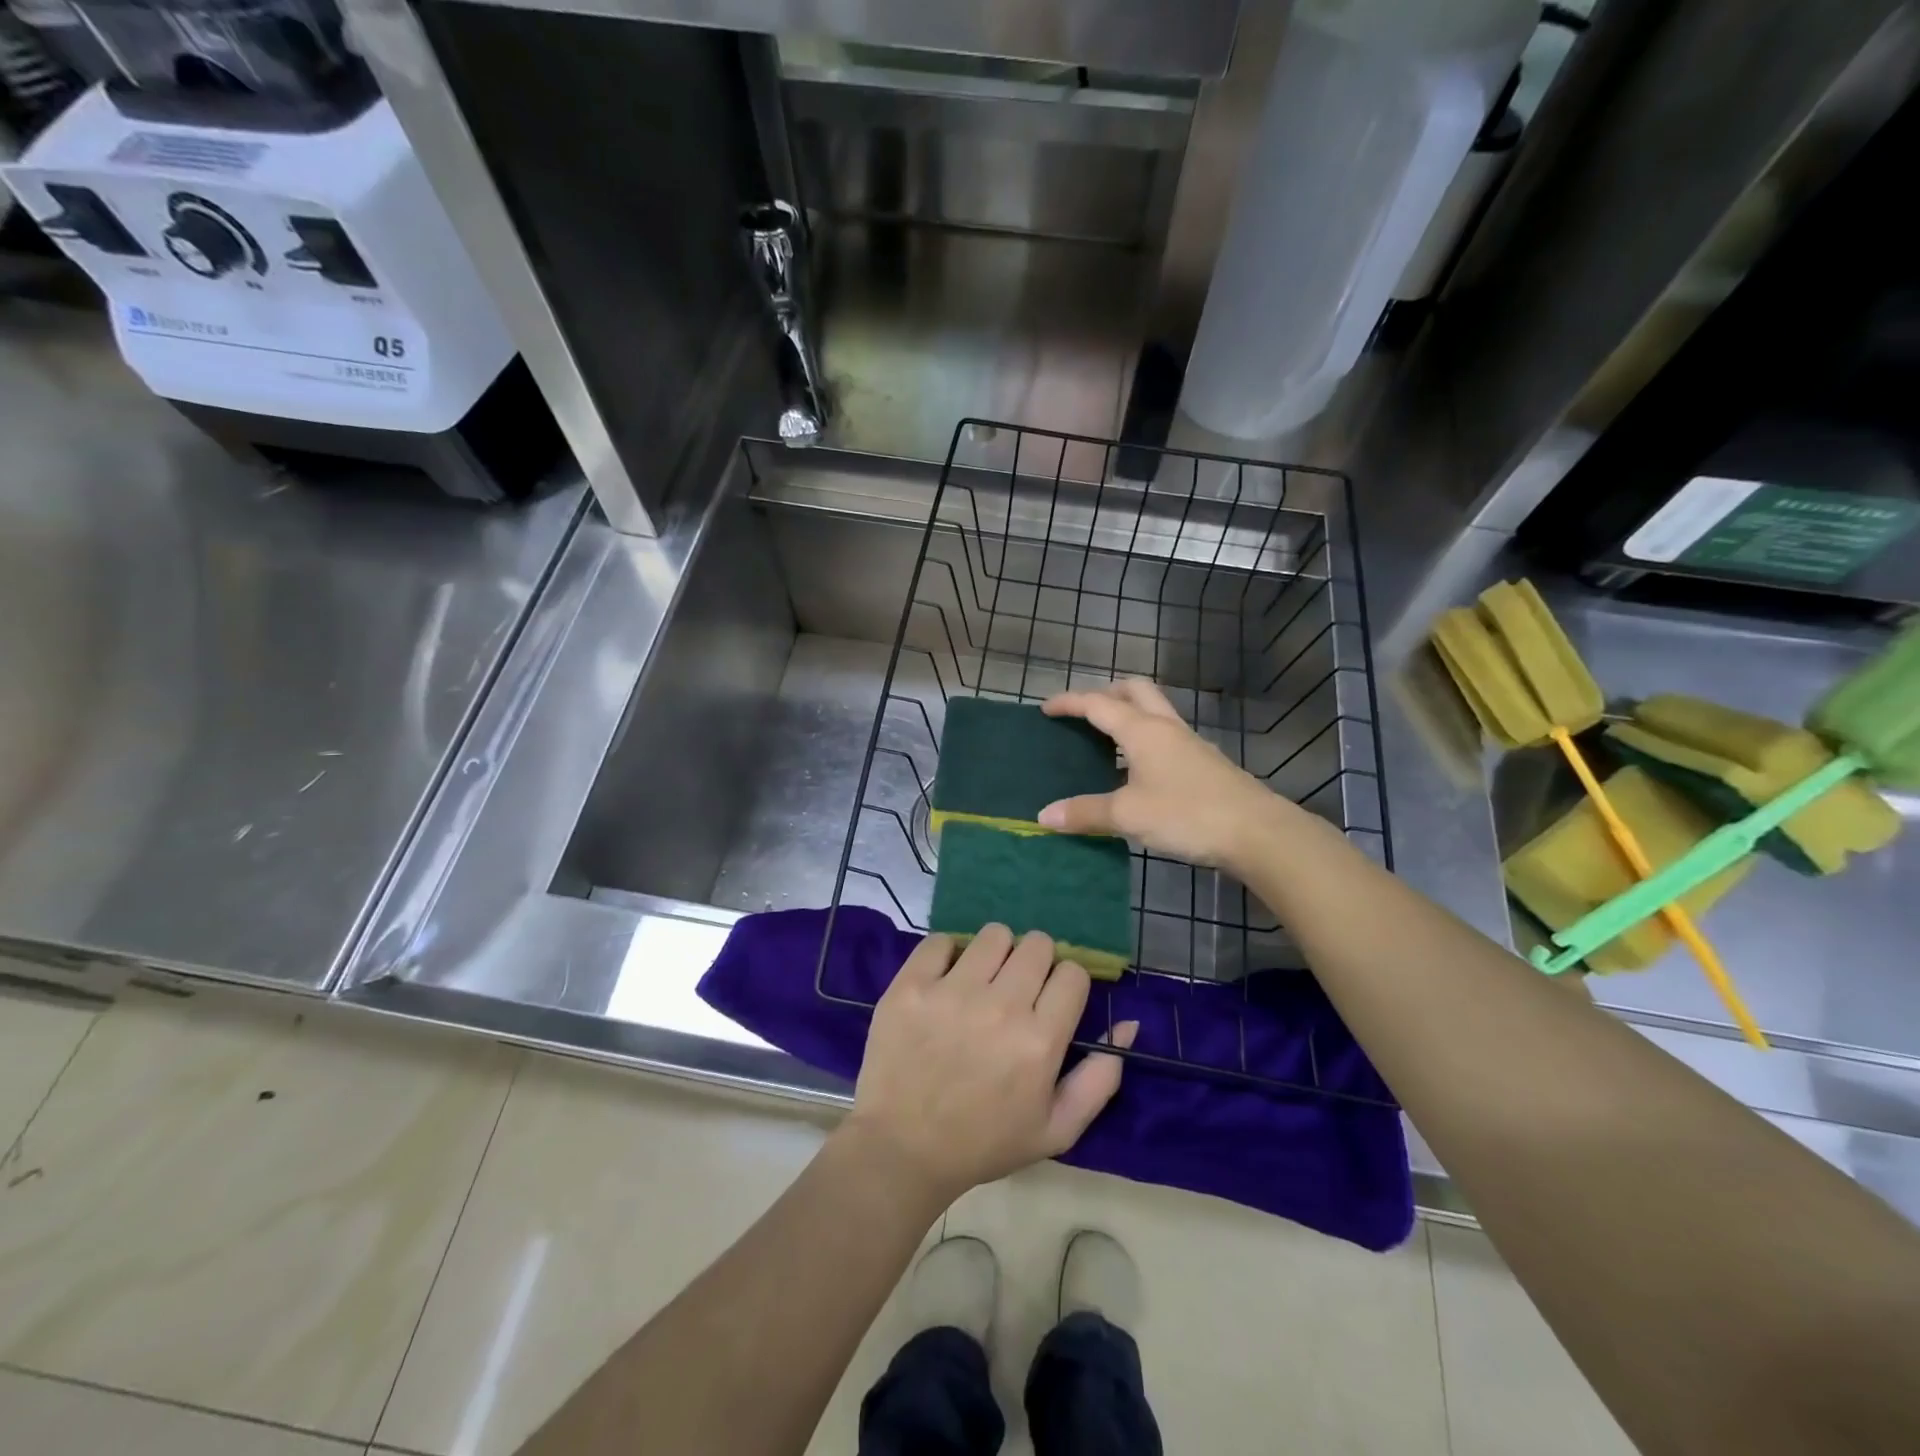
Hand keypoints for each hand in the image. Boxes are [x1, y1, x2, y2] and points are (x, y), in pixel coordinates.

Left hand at [843, 926, 1137, 1207]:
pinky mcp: (911, 985)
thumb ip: (1100, 1077)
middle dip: (1035, 963)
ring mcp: (951, 991)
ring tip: (982, 982)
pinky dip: (949, 955)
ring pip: (994, 935)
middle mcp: (1000, 1006)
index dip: (1066, 984)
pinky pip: (941, 941)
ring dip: (996, 954)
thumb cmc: (984, 1142)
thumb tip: (1128, 1023)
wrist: (902, 1149)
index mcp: (1039, 1040)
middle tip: (1017, 989)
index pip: (1073, 972)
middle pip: (1037, 944)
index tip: (1051, 1000)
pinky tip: (946, 981)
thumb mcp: (1057, 1129)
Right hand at [1038, 679, 1291, 869]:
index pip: (1098, 704)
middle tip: (1084, 713)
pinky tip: (1137, 770)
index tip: (1046, 708)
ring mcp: (1189, 743)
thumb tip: (1044, 815)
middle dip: (1106, 692)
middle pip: (1135, 690)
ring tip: (1106, 740)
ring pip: (1154, 711)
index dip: (1069, 702)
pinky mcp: (1204, 763)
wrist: (1257, 832)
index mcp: (1142, 730)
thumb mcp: (1128, 815)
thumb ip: (1085, 812)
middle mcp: (1166, 727)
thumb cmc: (1186, 814)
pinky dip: (1144, 739)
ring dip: (1128, 714)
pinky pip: (1166, 736)